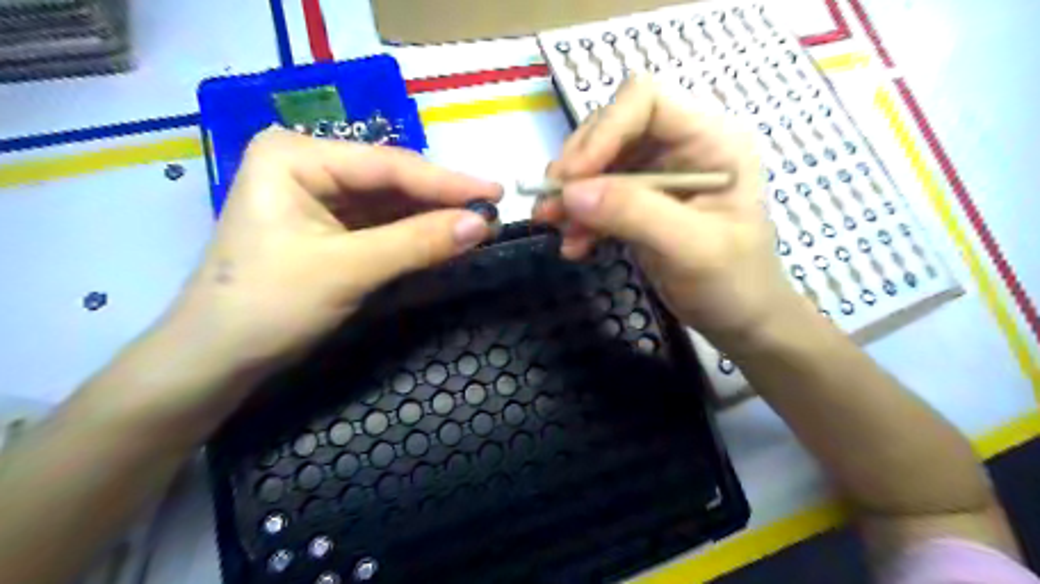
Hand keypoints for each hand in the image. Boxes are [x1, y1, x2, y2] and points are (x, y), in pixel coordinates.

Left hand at [165, 131, 500, 383]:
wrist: (216, 359)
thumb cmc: (268, 305)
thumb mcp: (347, 270)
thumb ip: (416, 243)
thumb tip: (483, 224)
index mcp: (294, 155)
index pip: (386, 165)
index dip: (446, 182)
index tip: (496, 192)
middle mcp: (307, 165)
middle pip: (390, 180)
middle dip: (441, 200)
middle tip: (492, 210)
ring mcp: (317, 196)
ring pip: (390, 203)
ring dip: (432, 217)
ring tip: (478, 224)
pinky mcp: (328, 227)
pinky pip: (381, 224)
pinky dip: (413, 234)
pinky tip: (444, 236)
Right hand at [535, 78, 802, 349]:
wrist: (739, 320)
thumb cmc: (733, 283)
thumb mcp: (691, 248)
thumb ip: (634, 214)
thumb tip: (570, 192)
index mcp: (710, 140)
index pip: (646, 101)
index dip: (603, 130)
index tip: (572, 177)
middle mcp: (681, 146)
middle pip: (612, 128)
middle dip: (577, 166)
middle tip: (550, 204)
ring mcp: (658, 174)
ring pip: (598, 164)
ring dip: (571, 195)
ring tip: (552, 227)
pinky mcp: (639, 202)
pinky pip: (598, 196)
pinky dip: (579, 218)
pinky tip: (574, 246)